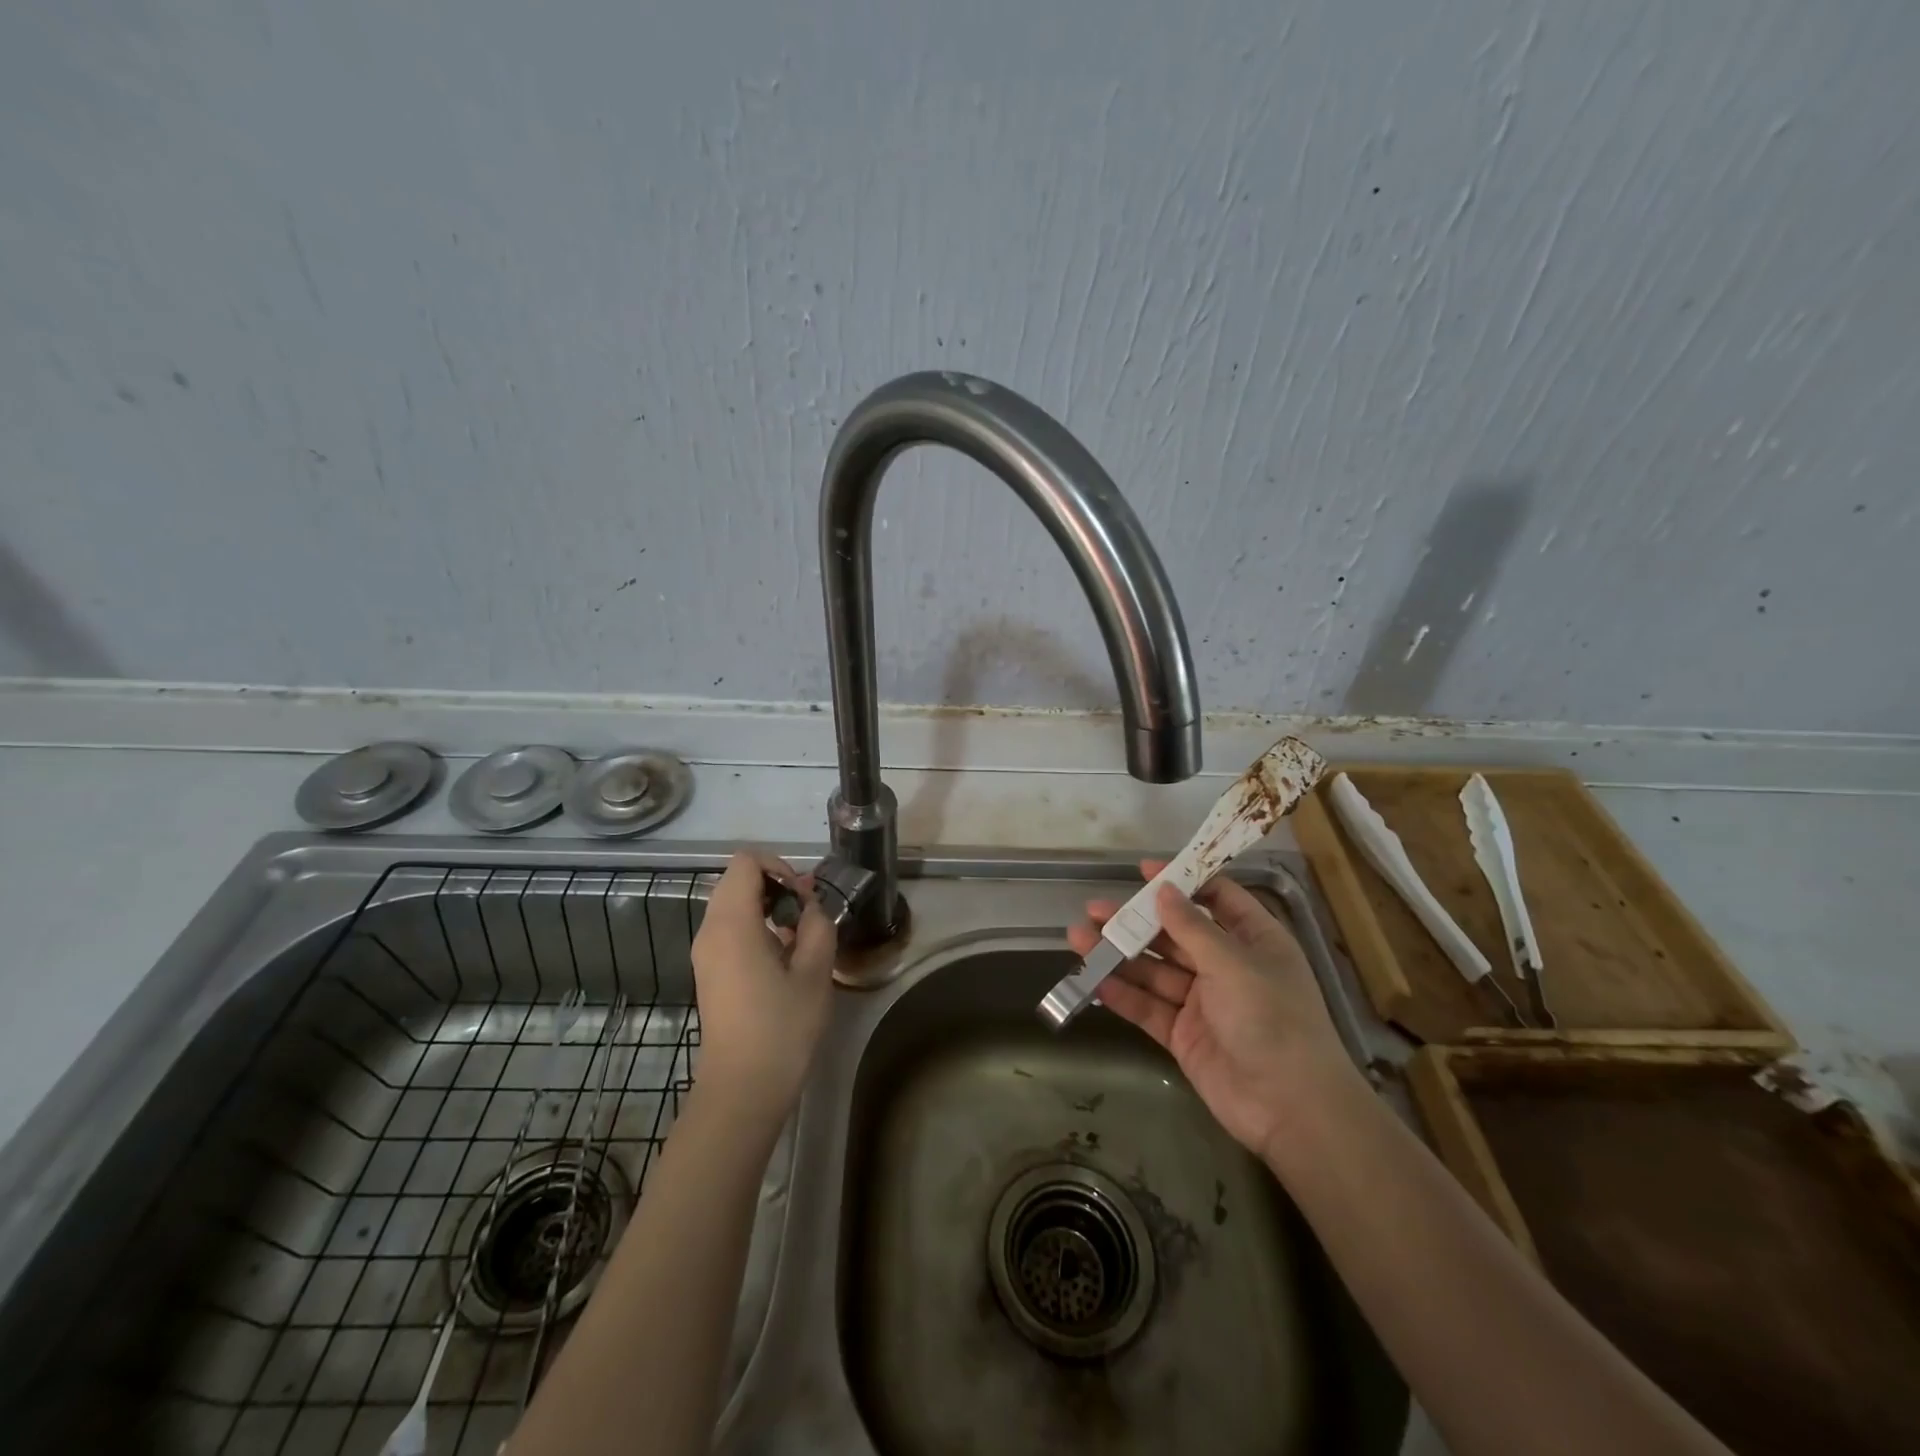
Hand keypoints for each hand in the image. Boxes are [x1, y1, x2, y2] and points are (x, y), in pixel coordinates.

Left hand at [691, 850, 836, 1123]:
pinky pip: (729, 929)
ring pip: (733, 905)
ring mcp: (705, 953)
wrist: (742, 1089)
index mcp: (732, 923)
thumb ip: (817, 925)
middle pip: (737, 880)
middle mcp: (710, 930)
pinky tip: (783, 958)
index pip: (746, 862)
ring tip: (800, 937)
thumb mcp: (815, 971)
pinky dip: (756, 927)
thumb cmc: (781, 1028)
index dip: (779, 867)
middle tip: (808, 914)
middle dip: (775, 886)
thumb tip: (809, 905)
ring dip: (767, 907)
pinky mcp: (709, 972)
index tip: (804, 896)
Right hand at [1068, 860, 1364, 1166]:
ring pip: (1155, 971)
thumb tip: (1163, 889)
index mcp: (1253, 941)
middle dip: (1136, 922)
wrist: (1291, 1108)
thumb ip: (1192, 927)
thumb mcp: (1234, 964)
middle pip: (1175, 935)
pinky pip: (1149, 1007)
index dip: (1181, 882)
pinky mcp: (1184, 1035)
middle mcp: (1227, 967)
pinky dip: (1123, 995)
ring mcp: (1204, 1003)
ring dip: (1120, 956)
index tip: (1143, 871)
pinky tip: (1094, 981)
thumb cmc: (1273, 1020)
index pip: (1216, 899)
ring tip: (1078, 939)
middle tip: (1094, 909)